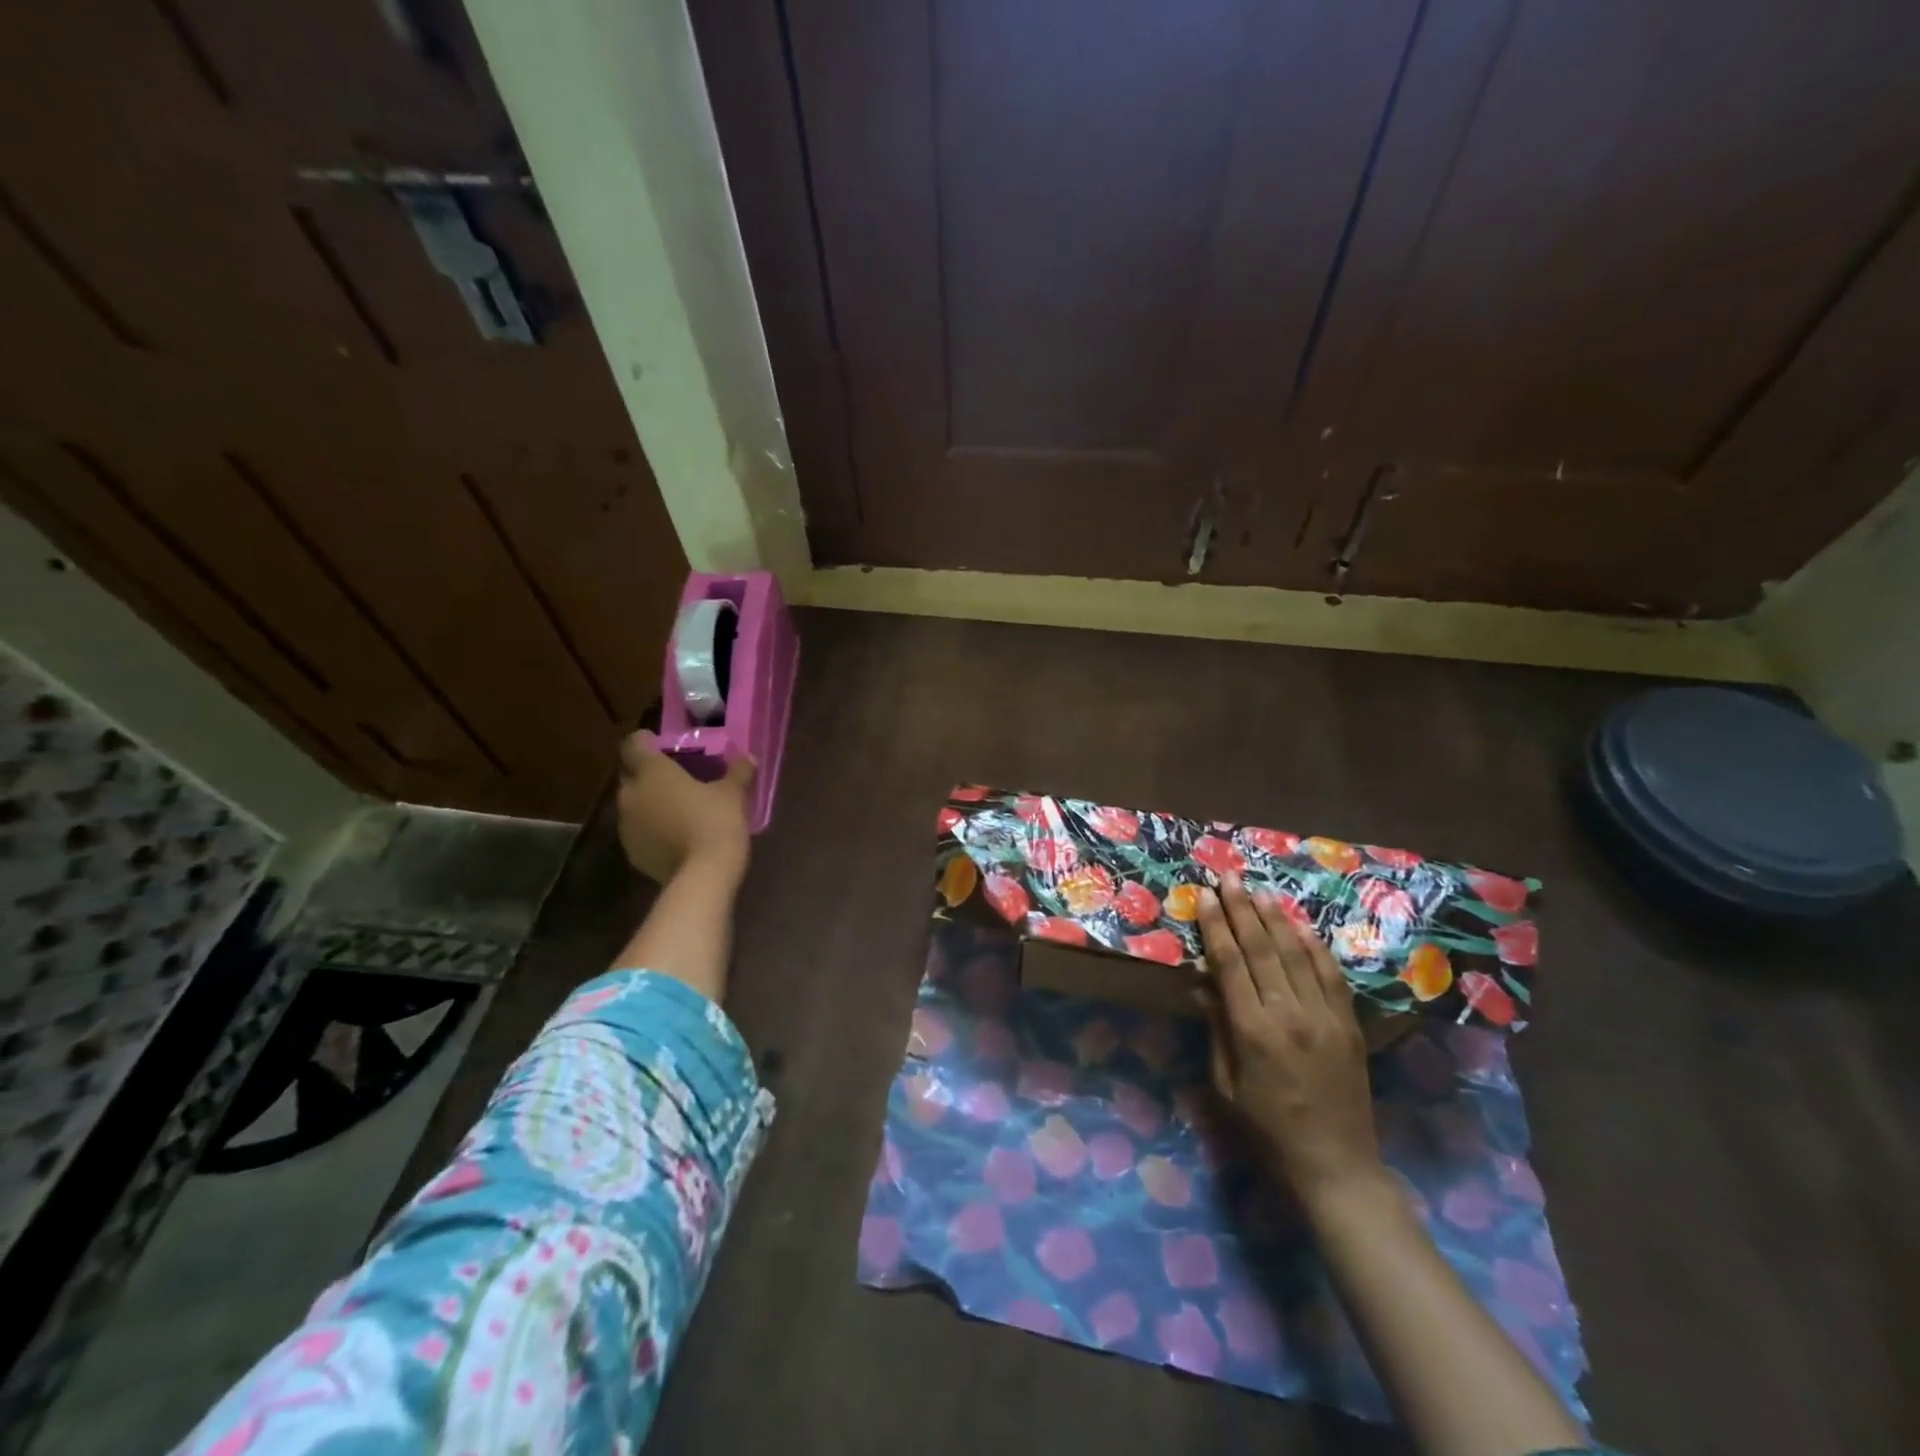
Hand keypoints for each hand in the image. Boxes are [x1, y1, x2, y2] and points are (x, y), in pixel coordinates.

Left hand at [615, 732, 754, 884]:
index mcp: (652, 772)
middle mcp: (631, 794)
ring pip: (632, 805)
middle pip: (629, 775)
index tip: (660, 745)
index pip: (633, 745)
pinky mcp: (631, 852)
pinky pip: (638, 831)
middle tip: (673, 777)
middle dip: (646, 774)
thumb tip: (748, 758)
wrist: (702, 875)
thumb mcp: (733, 794)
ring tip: (675, 808)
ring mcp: (626, 826)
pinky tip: (673, 835)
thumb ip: (738, 772)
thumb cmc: (716, 822)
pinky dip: (651, 829)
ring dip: (648, 803)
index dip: (644, 741)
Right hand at [1198, 873, 1382, 1203]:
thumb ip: (1216, 1027)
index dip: (1216, 926)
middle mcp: (1290, 1014)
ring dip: (1277, 918)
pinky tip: (1300, 926)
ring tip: (1260, 891)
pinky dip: (1314, 946)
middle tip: (1230, 878)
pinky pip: (1331, 975)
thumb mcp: (1226, 1084)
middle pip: (1262, 948)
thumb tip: (1202, 982)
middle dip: (1243, 909)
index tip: (1205, 896)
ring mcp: (1325, 1017)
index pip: (1230, 963)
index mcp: (1253, 1031)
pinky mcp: (1349, 1024)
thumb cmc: (1267, 1130)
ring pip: (1297, 954)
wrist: (1336, 1166)